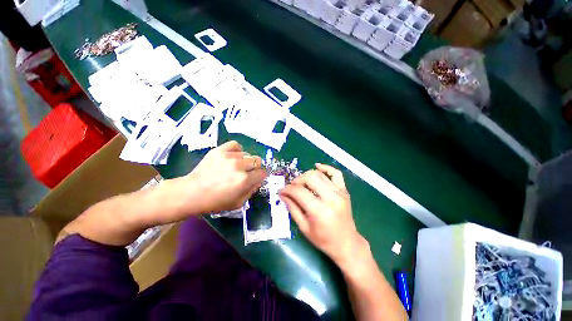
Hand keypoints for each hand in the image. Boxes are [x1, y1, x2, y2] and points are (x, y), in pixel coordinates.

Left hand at [184, 141, 267, 212]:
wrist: (192, 192)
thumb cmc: (216, 201)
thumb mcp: (238, 203)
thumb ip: (252, 190)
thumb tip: (258, 180)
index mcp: (245, 180)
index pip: (263, 173)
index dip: (260, 176)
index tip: (255, 178)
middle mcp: (239, 166)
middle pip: (257, 161)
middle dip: (255, 168)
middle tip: (246, 172)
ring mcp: (229, 157)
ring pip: (247, 154)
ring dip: (245, 161)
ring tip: (235, 166)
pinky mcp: (220, 150)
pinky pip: (236, 145)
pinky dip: (237, 150)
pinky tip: (233, 156)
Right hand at [279, 164, 365, 265]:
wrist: (347, 244)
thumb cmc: (324, 240)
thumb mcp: (304, 228)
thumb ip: (292, 208)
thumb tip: (283, 194)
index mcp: (320, 211)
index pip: (299, 191)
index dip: (287, 189)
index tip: (282, 191)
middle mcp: (331, 198)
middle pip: (310, 178)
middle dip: (297, 180)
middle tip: (292, 187)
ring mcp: (340, 193)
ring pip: (320, 174)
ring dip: (307, 176)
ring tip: (301, 183)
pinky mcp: (344, 191)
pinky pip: (336, 173)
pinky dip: (326, 168)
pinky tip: (317, 166)